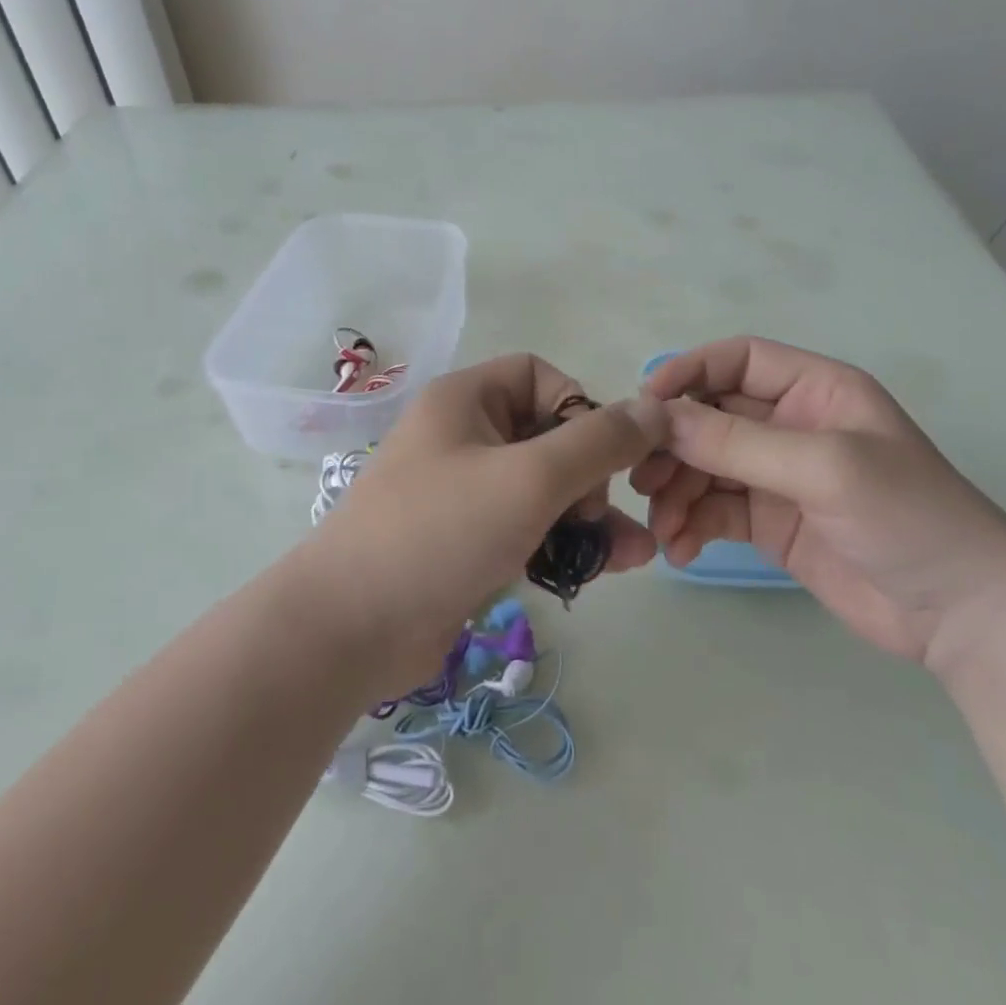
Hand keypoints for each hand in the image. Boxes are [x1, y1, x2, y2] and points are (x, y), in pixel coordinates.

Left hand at [305, 354, 667, 690]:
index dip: (578, 406)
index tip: (598, 453)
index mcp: (465, 400)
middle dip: (592, 475)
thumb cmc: (441, 531)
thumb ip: (599, 442)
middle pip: (548, 435)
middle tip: (597, 513)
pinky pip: (529, 528)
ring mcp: (464, 494)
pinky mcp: (468, 544)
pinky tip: (605, 571)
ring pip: (545, 489)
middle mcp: (463, 437)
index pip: (538, 375)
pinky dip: (564, 544)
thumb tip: (655, 409)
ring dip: (591, 517)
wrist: (350, 629)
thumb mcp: (530, 478)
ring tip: (635, 554)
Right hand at [635, 337, 1005, 664]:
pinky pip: (714, 511)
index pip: (738, 359)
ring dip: (676, 491)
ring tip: (663, 526)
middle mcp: (791, 425)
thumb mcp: (825, 467)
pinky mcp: (770, 523)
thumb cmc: (909, 517)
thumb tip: (659, 419)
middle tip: (642, 478)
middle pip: (711, 416)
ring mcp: (779, 476)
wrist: (963, 614)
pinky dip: (690, 525)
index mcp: (815, 390)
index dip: (688, 372)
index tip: (645, 406)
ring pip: (705, 467)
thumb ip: (739, 442)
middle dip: (674, 444)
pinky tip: (679, 551)